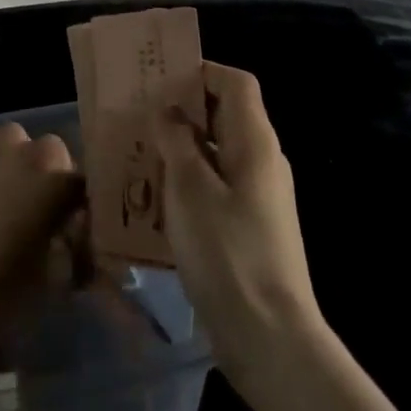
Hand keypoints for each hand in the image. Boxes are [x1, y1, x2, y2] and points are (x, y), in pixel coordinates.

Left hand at [0, 122, 81, 356]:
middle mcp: (25, 149)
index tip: (72, 239)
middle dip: (47, 181)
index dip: (80, 213)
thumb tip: (78, 252)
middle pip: (50, 156)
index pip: (84, 187)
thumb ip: (71, 261)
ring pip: (11, 143)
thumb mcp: (47, 290)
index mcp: (57, 179)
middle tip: (35, 222)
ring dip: (12, 164)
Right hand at [154, 62, 322, 389]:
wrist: (270, 339)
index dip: (202, 72)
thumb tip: (170, 110)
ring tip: (140, 154)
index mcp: (255, 141)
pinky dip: (190, 183)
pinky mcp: (251, 228)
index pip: (236, 82)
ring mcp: (260, 197)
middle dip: (183, 111)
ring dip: (182, 149)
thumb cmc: (227, 251)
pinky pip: (218, 187)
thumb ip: (177, 141)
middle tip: (141, 115)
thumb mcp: (190, 188)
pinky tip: (157, 202)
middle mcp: (264, 161)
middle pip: (226, 115)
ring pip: (218, 153)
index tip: (162, 79)